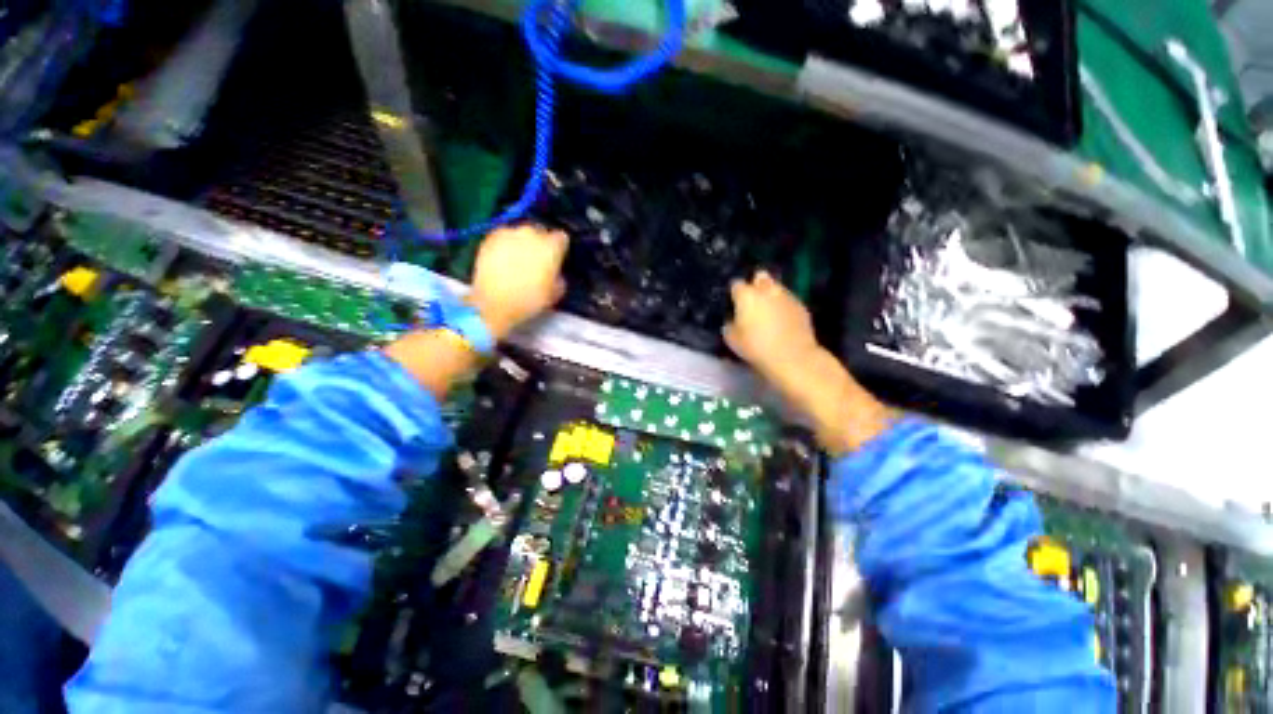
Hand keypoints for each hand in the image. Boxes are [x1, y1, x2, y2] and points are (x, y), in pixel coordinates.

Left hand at [468, 225, 568, 339]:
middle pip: (540, 232)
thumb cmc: (530, 300)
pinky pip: (503, 237)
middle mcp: (531, 234)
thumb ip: (559, 277)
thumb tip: (554, 273)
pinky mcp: (490, 238)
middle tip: (536, 261)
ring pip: (520, 233)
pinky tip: (503, 260)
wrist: (495, 303)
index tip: (556, 259)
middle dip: (540, 244)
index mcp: (551, 247)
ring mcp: (509, 233)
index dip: (559, 249)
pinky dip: (505, 245)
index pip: (562, 238)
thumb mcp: (555, 293)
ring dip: (521, 243)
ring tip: (517, 260)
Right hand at [723, 271, 820, 383]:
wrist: (792, 357)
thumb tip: (733, 320)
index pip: (736, 284)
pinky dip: (784, 306)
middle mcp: (766, 290)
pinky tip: (783, 320)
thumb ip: (729, 325)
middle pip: (760, 277)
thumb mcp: (731, 339)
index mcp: (746, 296)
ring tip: (769, 311)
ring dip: (771, 295)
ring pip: (776, 287)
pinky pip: (789, 300)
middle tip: (753, 302)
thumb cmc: (756, 347)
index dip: (735, 293)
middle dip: (756, 285)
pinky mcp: (801, 306)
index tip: (734, 304)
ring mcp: (786, 296)